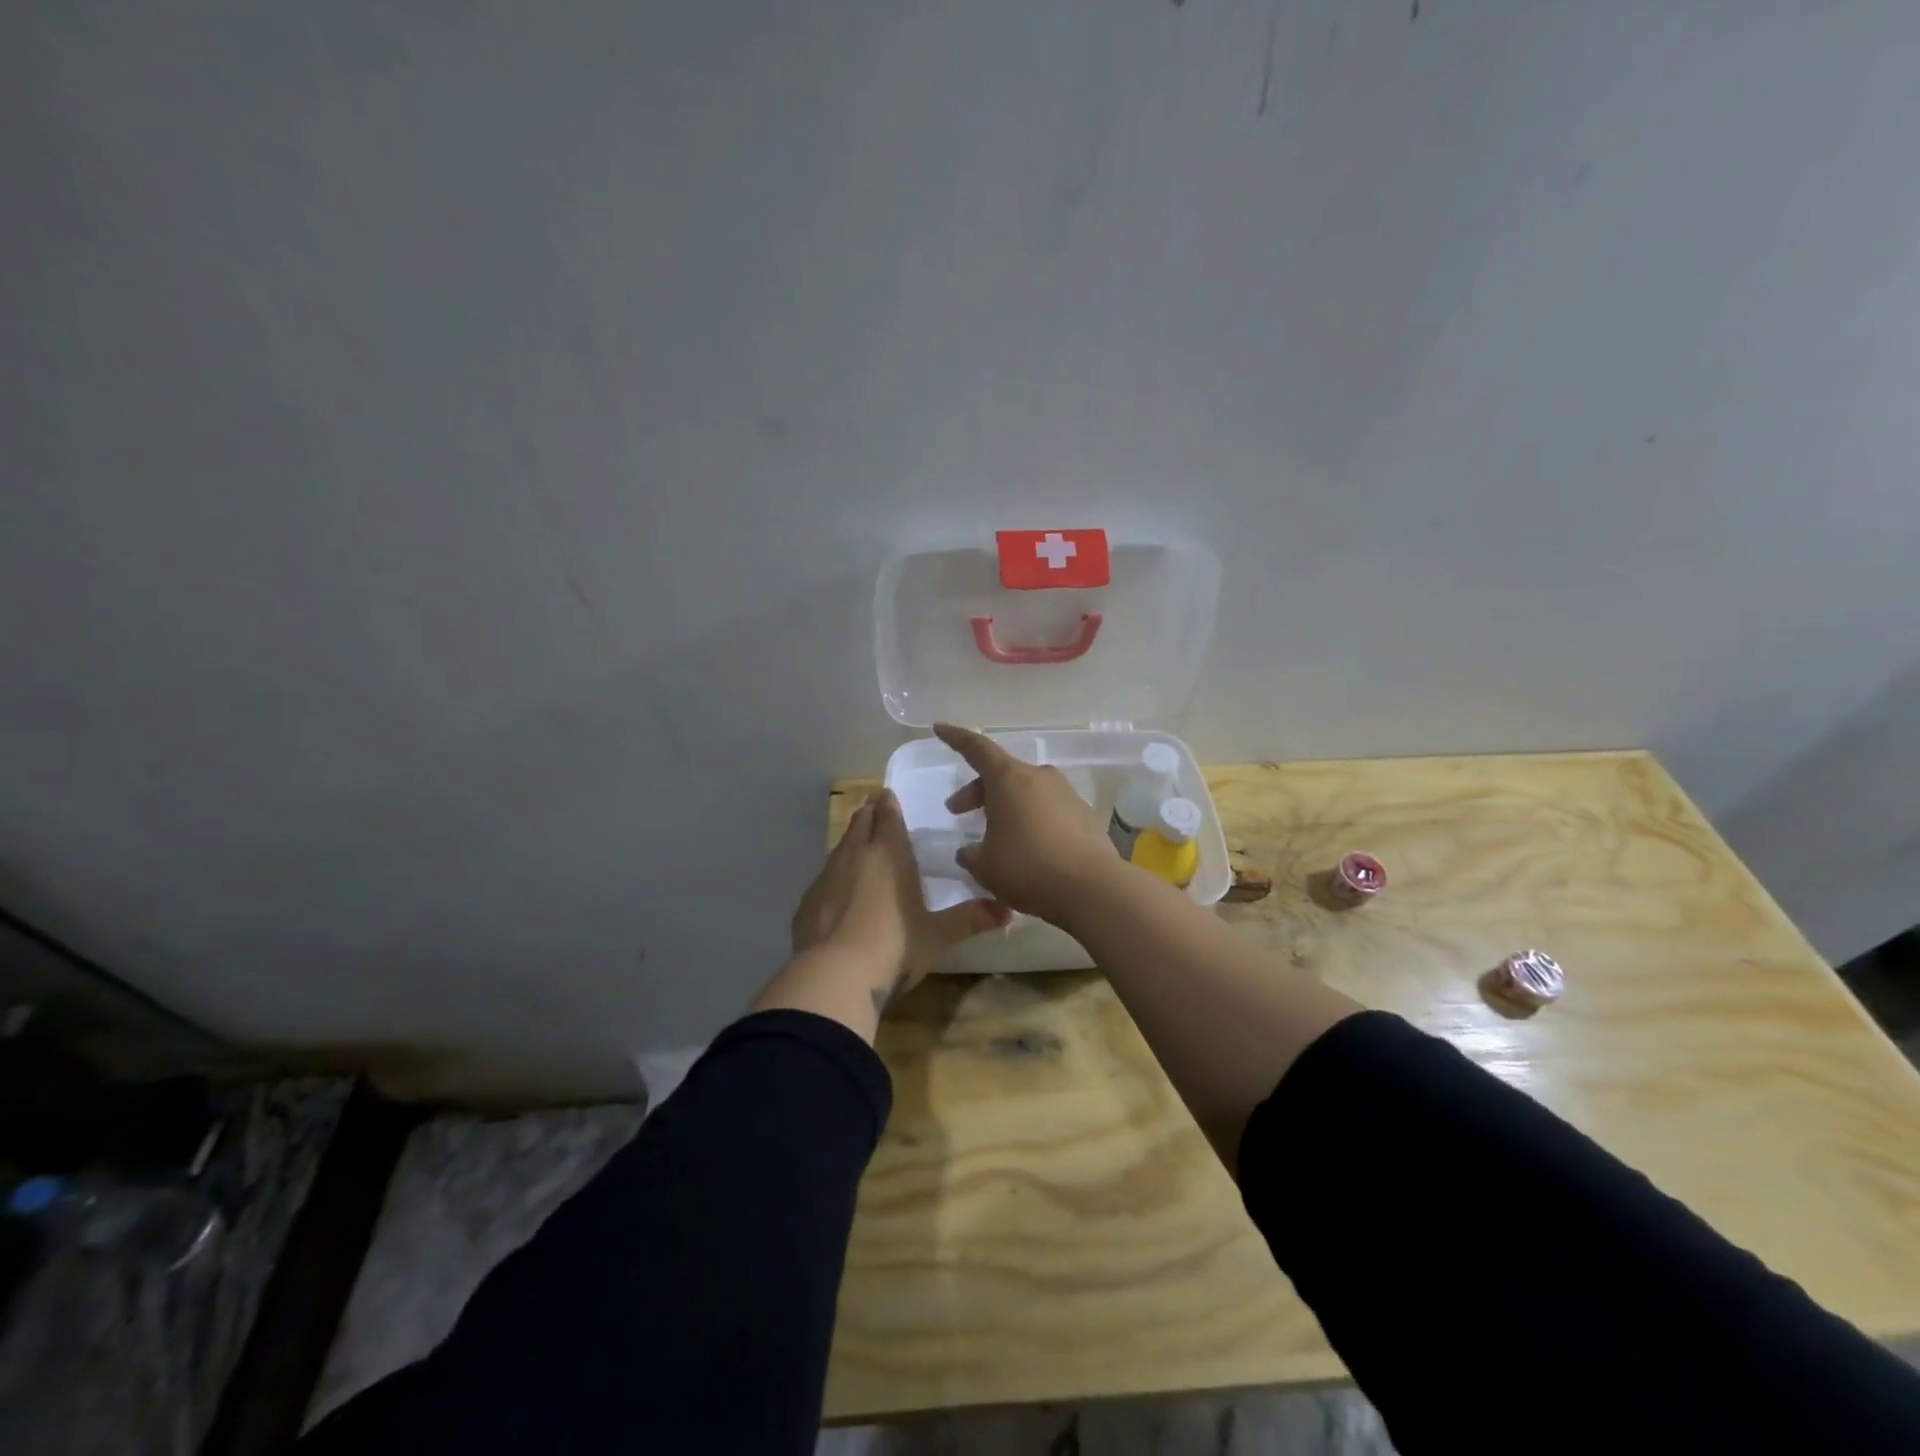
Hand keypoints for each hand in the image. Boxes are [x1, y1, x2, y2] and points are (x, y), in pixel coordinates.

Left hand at [790, 789, 1011, 1013]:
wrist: (835, 974)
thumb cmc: (895, 946)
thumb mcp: (938, 936)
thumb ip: (970, 919)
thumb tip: (1008, 912)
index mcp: (890, 853)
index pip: (888, 815)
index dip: (888, 804)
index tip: (888, 796)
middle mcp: (856, 855)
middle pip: (860, 822)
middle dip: (869, 814)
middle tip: (876, 812)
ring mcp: (826, 876)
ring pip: (840, 846)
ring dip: (851, 842)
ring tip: (861, 849)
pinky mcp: (807, 901)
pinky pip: (824, 877)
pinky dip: (835, 876)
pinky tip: (839, 893)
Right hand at [935, 723, 1121, 924]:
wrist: (1093, 889)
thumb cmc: (1028, 869)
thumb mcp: (985, 866)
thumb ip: (971, 855)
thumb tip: (969, 851)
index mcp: (1009, 779)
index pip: (976, 748)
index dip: (955, 738)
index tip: (939, 728)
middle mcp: (1039, 777)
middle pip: (1001, 773)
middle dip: (977, 790)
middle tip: (958, 811)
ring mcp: (1066, 794)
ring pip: (1026, 791)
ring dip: (1006, 806)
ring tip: (994, 836)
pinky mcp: (1084, 815)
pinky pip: (1048, 809)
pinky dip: (1031, 820)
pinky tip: (1027, 849)